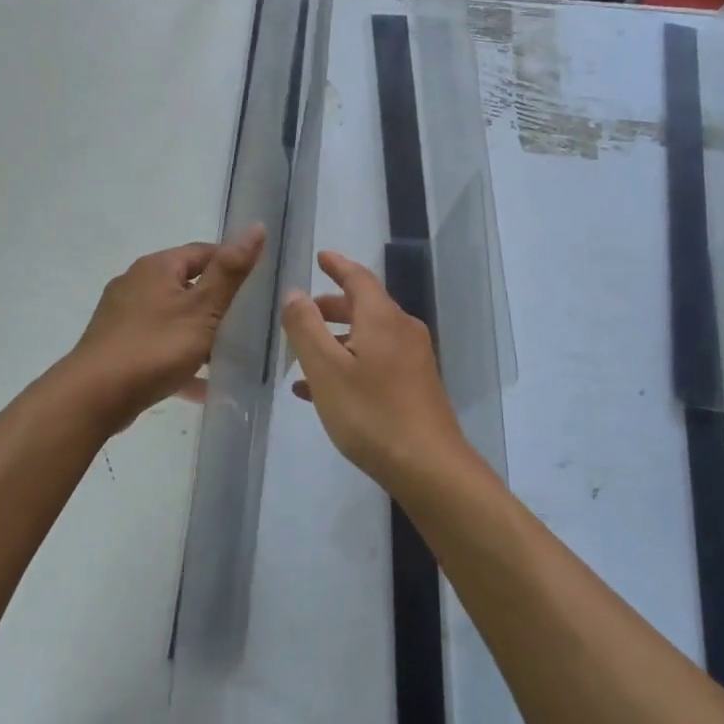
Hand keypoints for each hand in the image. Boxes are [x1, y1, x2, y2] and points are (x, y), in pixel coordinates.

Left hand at [63, 226, 265, 431]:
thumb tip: (257, 227)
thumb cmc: (154, 347)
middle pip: (186, 285)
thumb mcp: (202, 309)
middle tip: (246, 324)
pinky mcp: (117, 346)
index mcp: (157, 267)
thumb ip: (230, 271)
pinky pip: (158, 346)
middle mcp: (136, 283)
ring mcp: (123, 316)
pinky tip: (200, 385)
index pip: (203, 252)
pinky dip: (179, 359)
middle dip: (216, 304)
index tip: (256, 288)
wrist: (94, 396)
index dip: (231, 265)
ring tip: (227, 356)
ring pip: (172, 318)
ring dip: (199, 334)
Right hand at [281, 250, 476, 495]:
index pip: (358, 278)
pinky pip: (376, 362)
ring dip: (337, 339)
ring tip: (304, 355)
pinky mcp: (415, 386)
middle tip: (303, 312)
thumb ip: (306, 328)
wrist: (428, 466)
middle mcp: (402, 331)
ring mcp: (413, 360)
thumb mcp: (326, 369)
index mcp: (382, 318)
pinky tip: (322, 391)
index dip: (337, 265)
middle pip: (364, 307)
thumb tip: (295, 293)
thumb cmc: (371, 413)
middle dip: (332, 306)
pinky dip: (349, 364)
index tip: (320, 256)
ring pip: (368, 337)